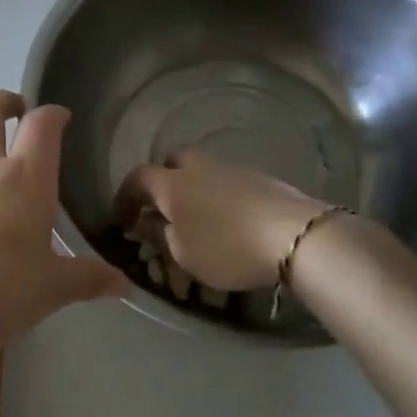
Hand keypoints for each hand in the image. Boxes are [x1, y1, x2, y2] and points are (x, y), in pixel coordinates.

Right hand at [118, 152, 327, 291]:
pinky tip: (227, 219)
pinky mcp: (259, 177)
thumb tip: (145, 222)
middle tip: (161, 210)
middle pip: (171, 163)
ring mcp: (231, 168)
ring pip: (201, 170)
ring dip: (192, 189)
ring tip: (196, 218)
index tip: (121, 220)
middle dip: (161, 182)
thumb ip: (159, 234)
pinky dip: (217, 195)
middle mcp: (198, 166)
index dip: (124, 198)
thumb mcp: (182, 253)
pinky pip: (226, 181)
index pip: (137, 179)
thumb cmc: (226, 248)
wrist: (294, 236)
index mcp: (171, 183)